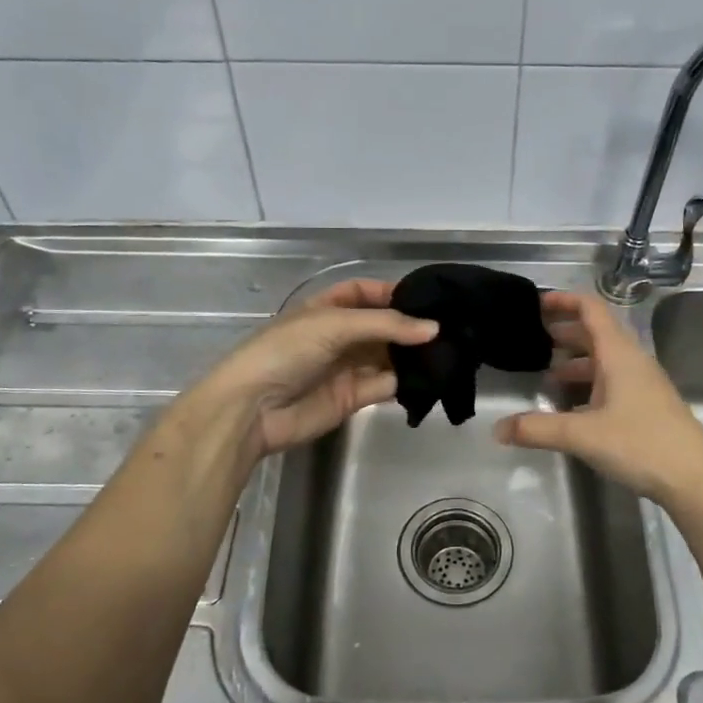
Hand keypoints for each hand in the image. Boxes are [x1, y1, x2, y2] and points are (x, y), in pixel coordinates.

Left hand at [192, 278, 436, 460]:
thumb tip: (434, 329)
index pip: (363, 293)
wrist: (252, 410)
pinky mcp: (354, 398)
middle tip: (449, 326)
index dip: (391, 292)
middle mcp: (338, 336)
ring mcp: (346, 368)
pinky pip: (386, 384)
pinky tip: (432, 376)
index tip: (427, 297)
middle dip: (410, 326)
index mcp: (325, 309)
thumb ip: (386, 325)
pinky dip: (407, 381)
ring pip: (387, 356)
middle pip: (380, 326)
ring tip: (450, 350)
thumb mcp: (333, 325)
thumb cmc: (286, 352)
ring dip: (413, 354)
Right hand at [493, 290, 702, 508]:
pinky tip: (572, 408)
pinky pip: (612, 381)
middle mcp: (632, 361)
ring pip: (604, 360)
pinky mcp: (647, 405)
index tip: (536, 304)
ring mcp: (643, 384)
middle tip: (533, 339)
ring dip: (576, 361)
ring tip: (547, 376)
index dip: (564, 301)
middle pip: (596, 333)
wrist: (695, 479)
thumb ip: (537, 429)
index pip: (591, 309)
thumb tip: (498, 428)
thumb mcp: (582, 435)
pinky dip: (589, 384)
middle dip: (564, 332)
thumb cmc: (640, 444)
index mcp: (619, 354)